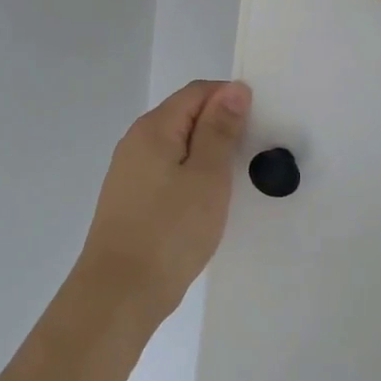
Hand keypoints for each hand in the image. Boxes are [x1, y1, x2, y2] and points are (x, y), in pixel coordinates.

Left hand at [77, 79, 250, 324]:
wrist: (120, 291)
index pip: (196, 92)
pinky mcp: (131, 198)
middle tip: (254, 154)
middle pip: (185, 116)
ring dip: (207, 155)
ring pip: (177, 146)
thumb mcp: (207, 176)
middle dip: (220, 127)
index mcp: (154, 127)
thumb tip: (233, 89)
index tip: (260, 125)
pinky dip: (191, 177)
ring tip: (236, 180)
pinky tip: (207, 201)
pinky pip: (167, 172)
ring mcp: (130, 171)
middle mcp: (136, 141)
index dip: (230, 99)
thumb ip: (219, 130)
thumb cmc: (170, 231)